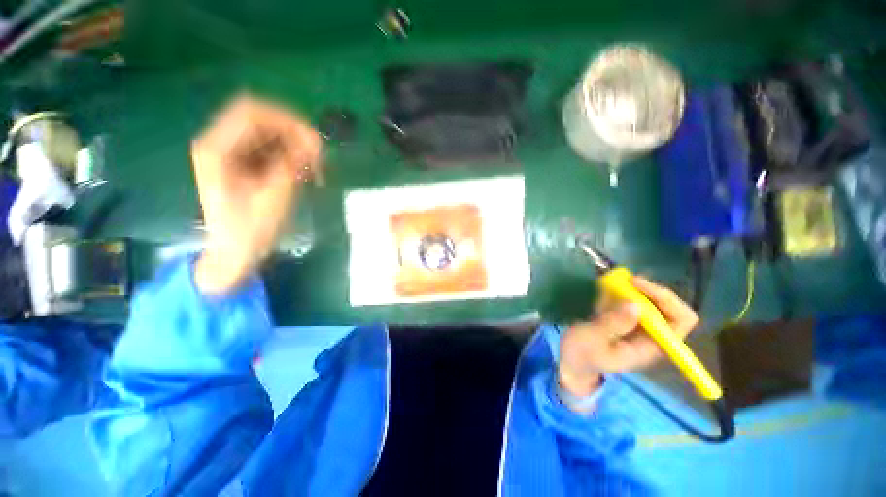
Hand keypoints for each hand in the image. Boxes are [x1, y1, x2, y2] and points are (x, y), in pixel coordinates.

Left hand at [191, 95, 321, 293]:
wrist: (234, 253)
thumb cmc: (250, 230)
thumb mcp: (274, 198)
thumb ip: (292, 165)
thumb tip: (313, 142)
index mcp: (217, 150)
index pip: (252, 113)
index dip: (287, 120)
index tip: (314, 142)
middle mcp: (220, 144)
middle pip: (261, 119)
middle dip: (293, 132)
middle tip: (319, 154)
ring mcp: (231, 153)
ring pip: (269, 133)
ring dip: (295, 144)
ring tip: (314, 167)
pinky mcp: (243, 163)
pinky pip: (270, 148)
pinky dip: (290, 155)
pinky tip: (304, 172)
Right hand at [558, 276, 699, 396]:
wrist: (570, 362)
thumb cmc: (581, 355)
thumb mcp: (592, 339)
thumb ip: (612, 324)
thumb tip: (635, 304)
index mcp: (650, 346)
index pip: (679, 322)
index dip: (666, 300)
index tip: (638, 286)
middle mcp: (650, 336)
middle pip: (669, 308)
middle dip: (650, 291)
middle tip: (626, 280)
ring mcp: (637, 328)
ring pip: (651, 302)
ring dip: (635, 289)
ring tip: (612, 282)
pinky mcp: (624, 321)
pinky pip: (632, 301)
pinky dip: (622, 291)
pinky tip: (605, 288)